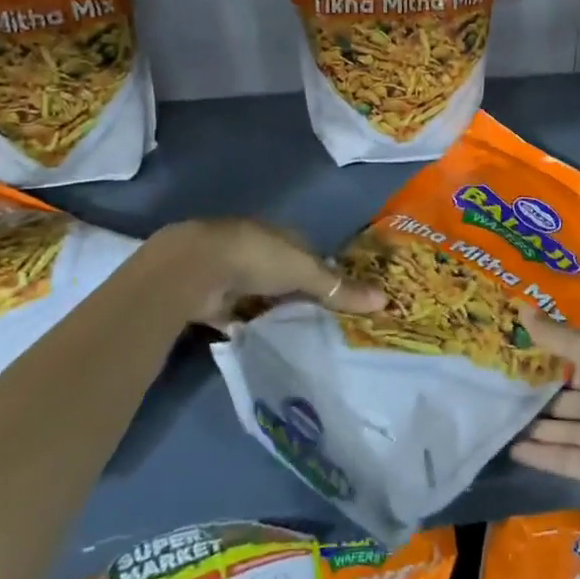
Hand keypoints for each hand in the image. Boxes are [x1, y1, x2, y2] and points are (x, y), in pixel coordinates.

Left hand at [140, 219, 384, 328]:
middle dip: (297, 294)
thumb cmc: (257, 258)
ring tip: (294, 337)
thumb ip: (339, 288)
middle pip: (282, 275)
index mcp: (279, 236)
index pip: (308, 253)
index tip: (339, 297)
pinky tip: (260, 342)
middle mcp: (254, 250)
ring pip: (258, 295)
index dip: (323, 273)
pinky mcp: (210, 299)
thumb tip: (385, 299)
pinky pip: (235, 316)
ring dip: (270, 311)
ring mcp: (230, 274)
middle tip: (320, 323)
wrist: (194, 268)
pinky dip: (245, 326)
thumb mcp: (305, 272)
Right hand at [508, 311, 579, 519]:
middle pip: (571, 392)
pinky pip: (566, 457)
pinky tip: (511, 449)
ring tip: (500, 416)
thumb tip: (523, 309)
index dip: (552, 349)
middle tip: (501, 384)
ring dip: (538, 423)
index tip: (518, 345)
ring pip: (567, 426)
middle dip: (540, 389)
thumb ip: (557, 336)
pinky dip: (541, 454)